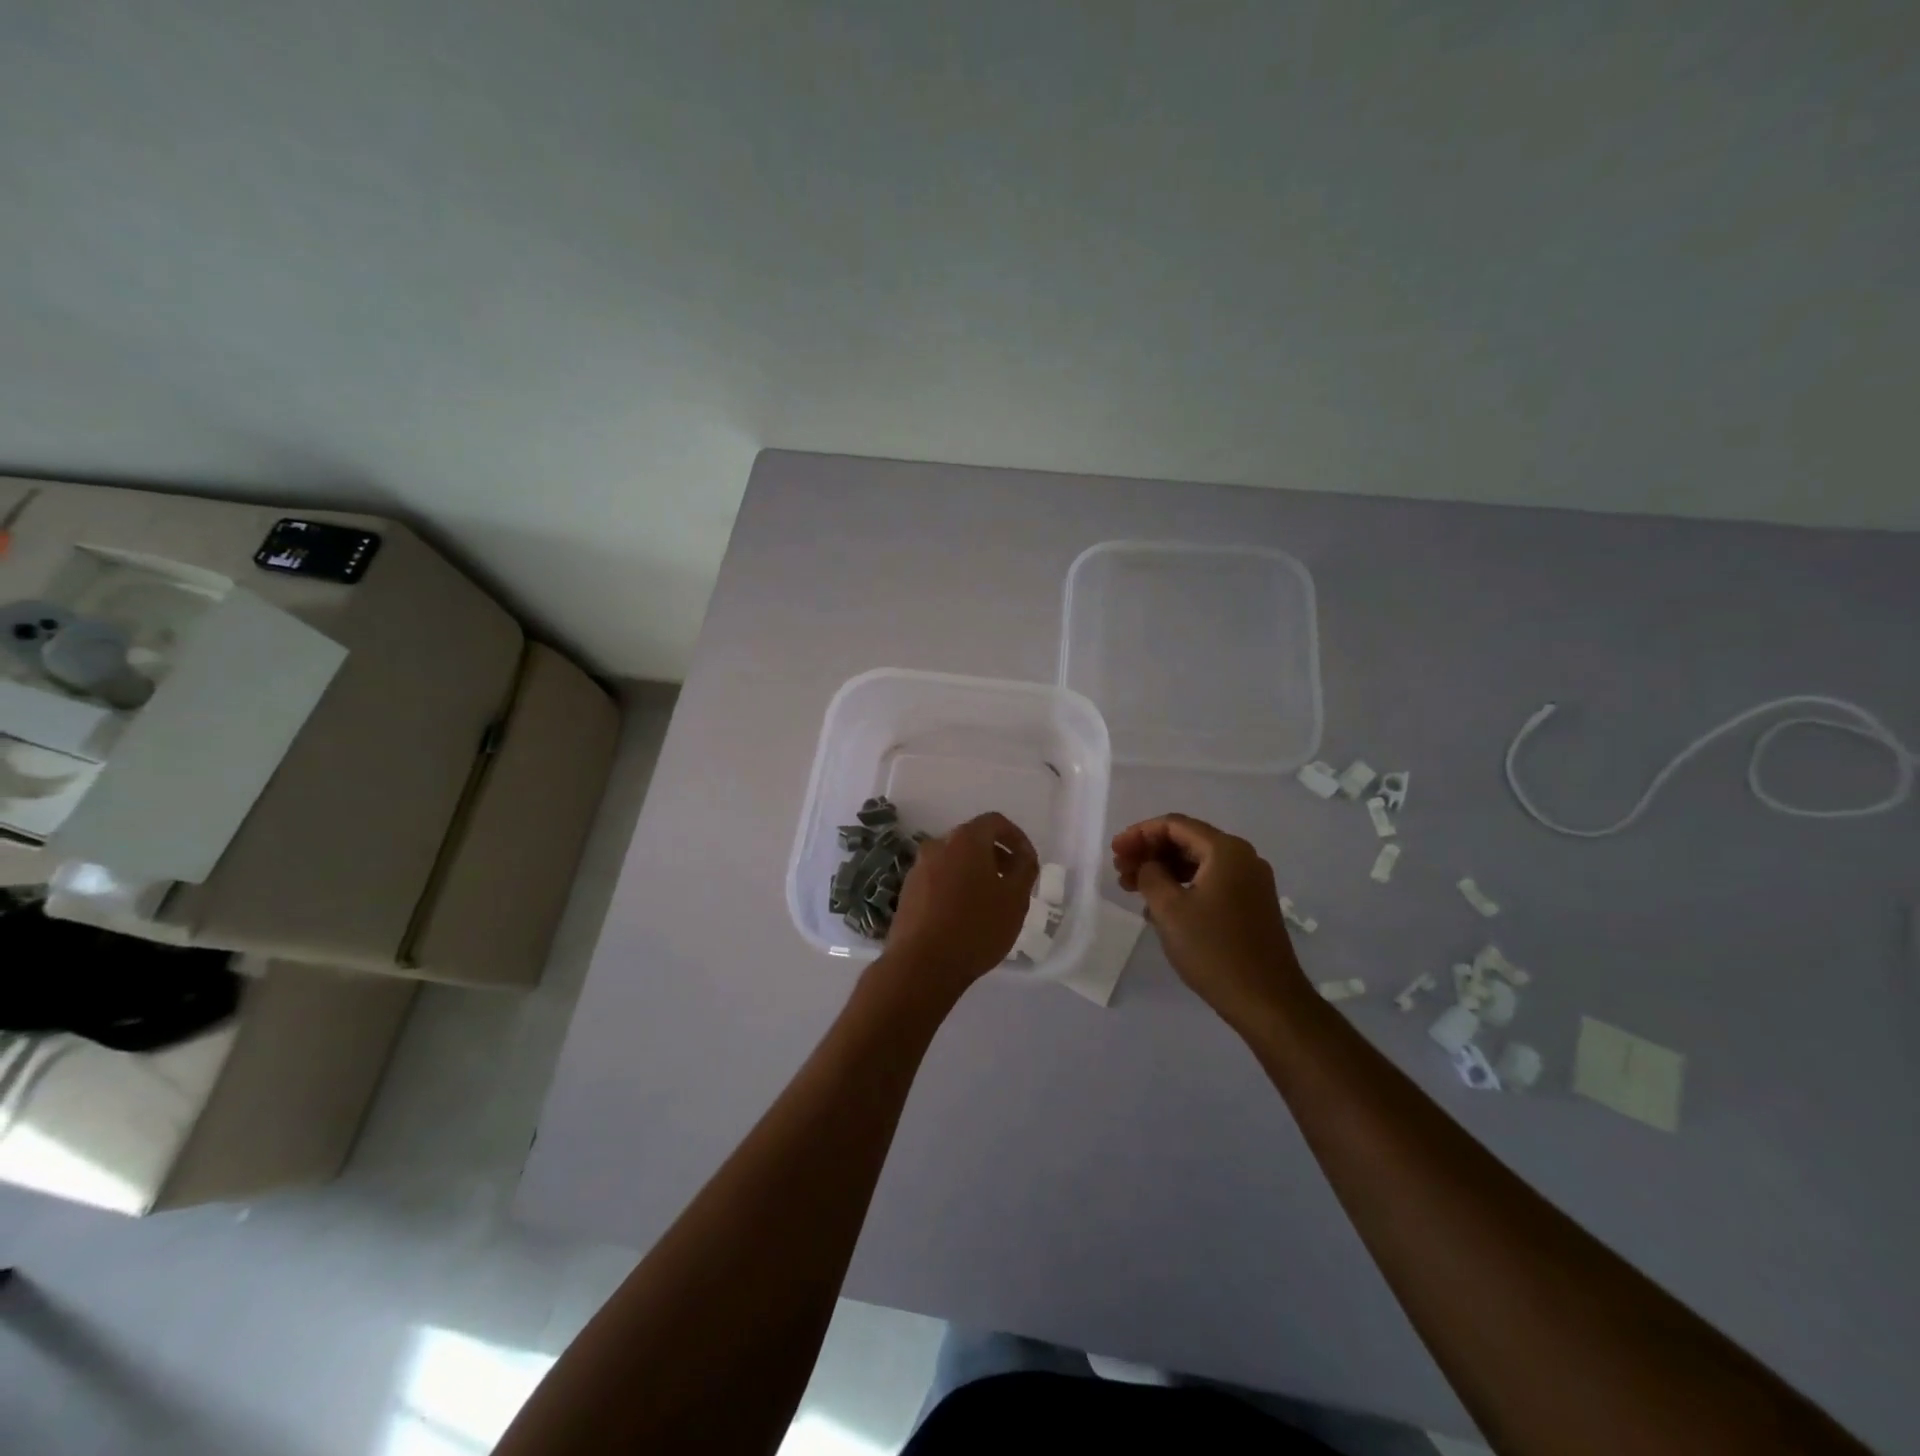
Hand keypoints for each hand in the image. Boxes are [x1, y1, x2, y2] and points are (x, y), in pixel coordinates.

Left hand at [883, 812, 1038, 995]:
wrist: (922, 965)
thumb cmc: (977, 927)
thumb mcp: (1015, 899)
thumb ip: (1025, 869)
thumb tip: (1023, 857)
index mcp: (965, 840)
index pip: (995, 822)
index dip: (1016, 838)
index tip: (1027, 862)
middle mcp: (937, 845)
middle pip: (972, 840)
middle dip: (996, 856)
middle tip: (1012, 882)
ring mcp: (918, 869)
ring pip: (953, 860)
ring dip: (974, 872)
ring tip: (990, 902)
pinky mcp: (907, 892)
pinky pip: (938, 879)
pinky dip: (955, 887)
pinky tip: (964, 916)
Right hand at [1112, 813, 1307, 1030]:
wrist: (1267, 1001)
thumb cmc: (1214, 950)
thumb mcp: (1169, 909)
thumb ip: (1150, 875)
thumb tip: (1148, 865)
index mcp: (1226, 851)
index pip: (1174, 825)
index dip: (1139, 833)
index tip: (1114, 851)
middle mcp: (1243, 858)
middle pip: (1187, 840)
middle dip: (1150, 852)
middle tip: (1120, 871)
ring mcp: (1250, 883)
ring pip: (1197, 863)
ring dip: (1163, 870)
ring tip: (1132, 888)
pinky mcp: (1251, 905)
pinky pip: (1210, 882)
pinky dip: (1182, 886)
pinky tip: (1159, 906)